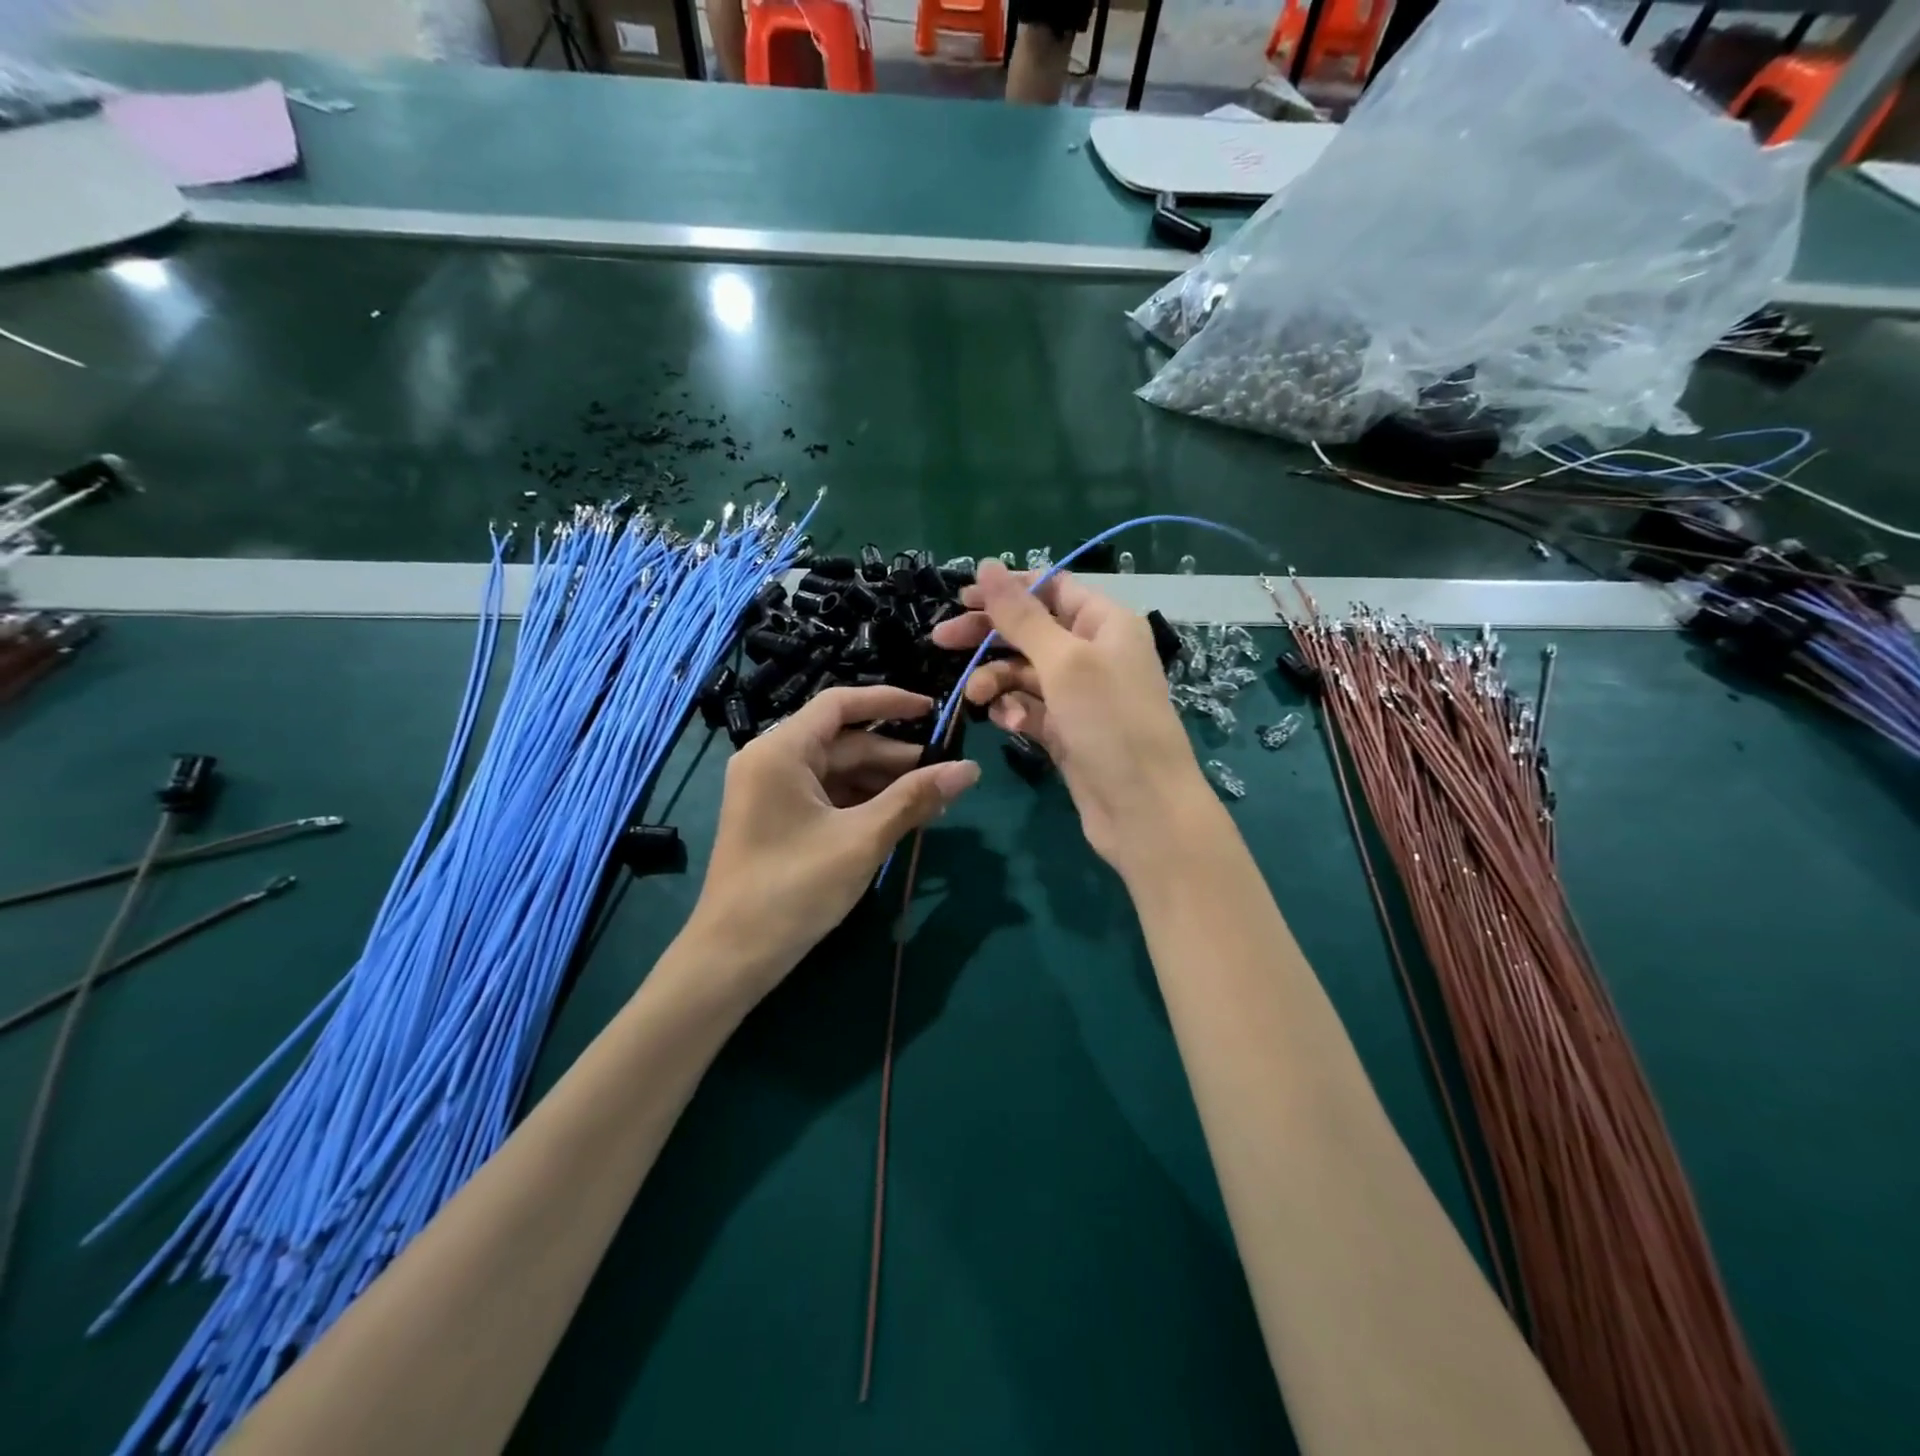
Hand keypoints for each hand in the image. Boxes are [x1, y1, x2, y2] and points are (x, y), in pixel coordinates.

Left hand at [685, 685, 979, 1001]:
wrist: (733, 957)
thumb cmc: (795, 889)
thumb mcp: (863, 840)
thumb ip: (915, 799)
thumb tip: (969, 769)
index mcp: (781, 751)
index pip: (841, 704)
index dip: (889, 702)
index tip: (933, 709)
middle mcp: (771, 760)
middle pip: (843, 742)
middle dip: (894, 757)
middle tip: (944, 774)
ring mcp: (771, 790)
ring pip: (838, 771)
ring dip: (883, 783)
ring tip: (931, 802)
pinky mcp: (776, 818)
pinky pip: (827, 795)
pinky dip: (862, 803)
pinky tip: (898, 819)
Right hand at [930, 560, 1210, 877]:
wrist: (1143, 810)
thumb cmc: (1110, 723)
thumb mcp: (1064, 661)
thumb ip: (1021, 615)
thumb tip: (987, 565)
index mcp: (1105, 623)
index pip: (1051, 589)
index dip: (1007, 590)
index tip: (961, 598)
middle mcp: (1095, 652)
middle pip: (1031, 630)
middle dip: (989, 637)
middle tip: (941, 641)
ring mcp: (1081, 695)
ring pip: (1025, 673)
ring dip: (997, 680)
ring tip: (977, 697)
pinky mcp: (1068, 731)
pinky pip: (1031, 708)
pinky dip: (1016, 712)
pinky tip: (1012, 725)